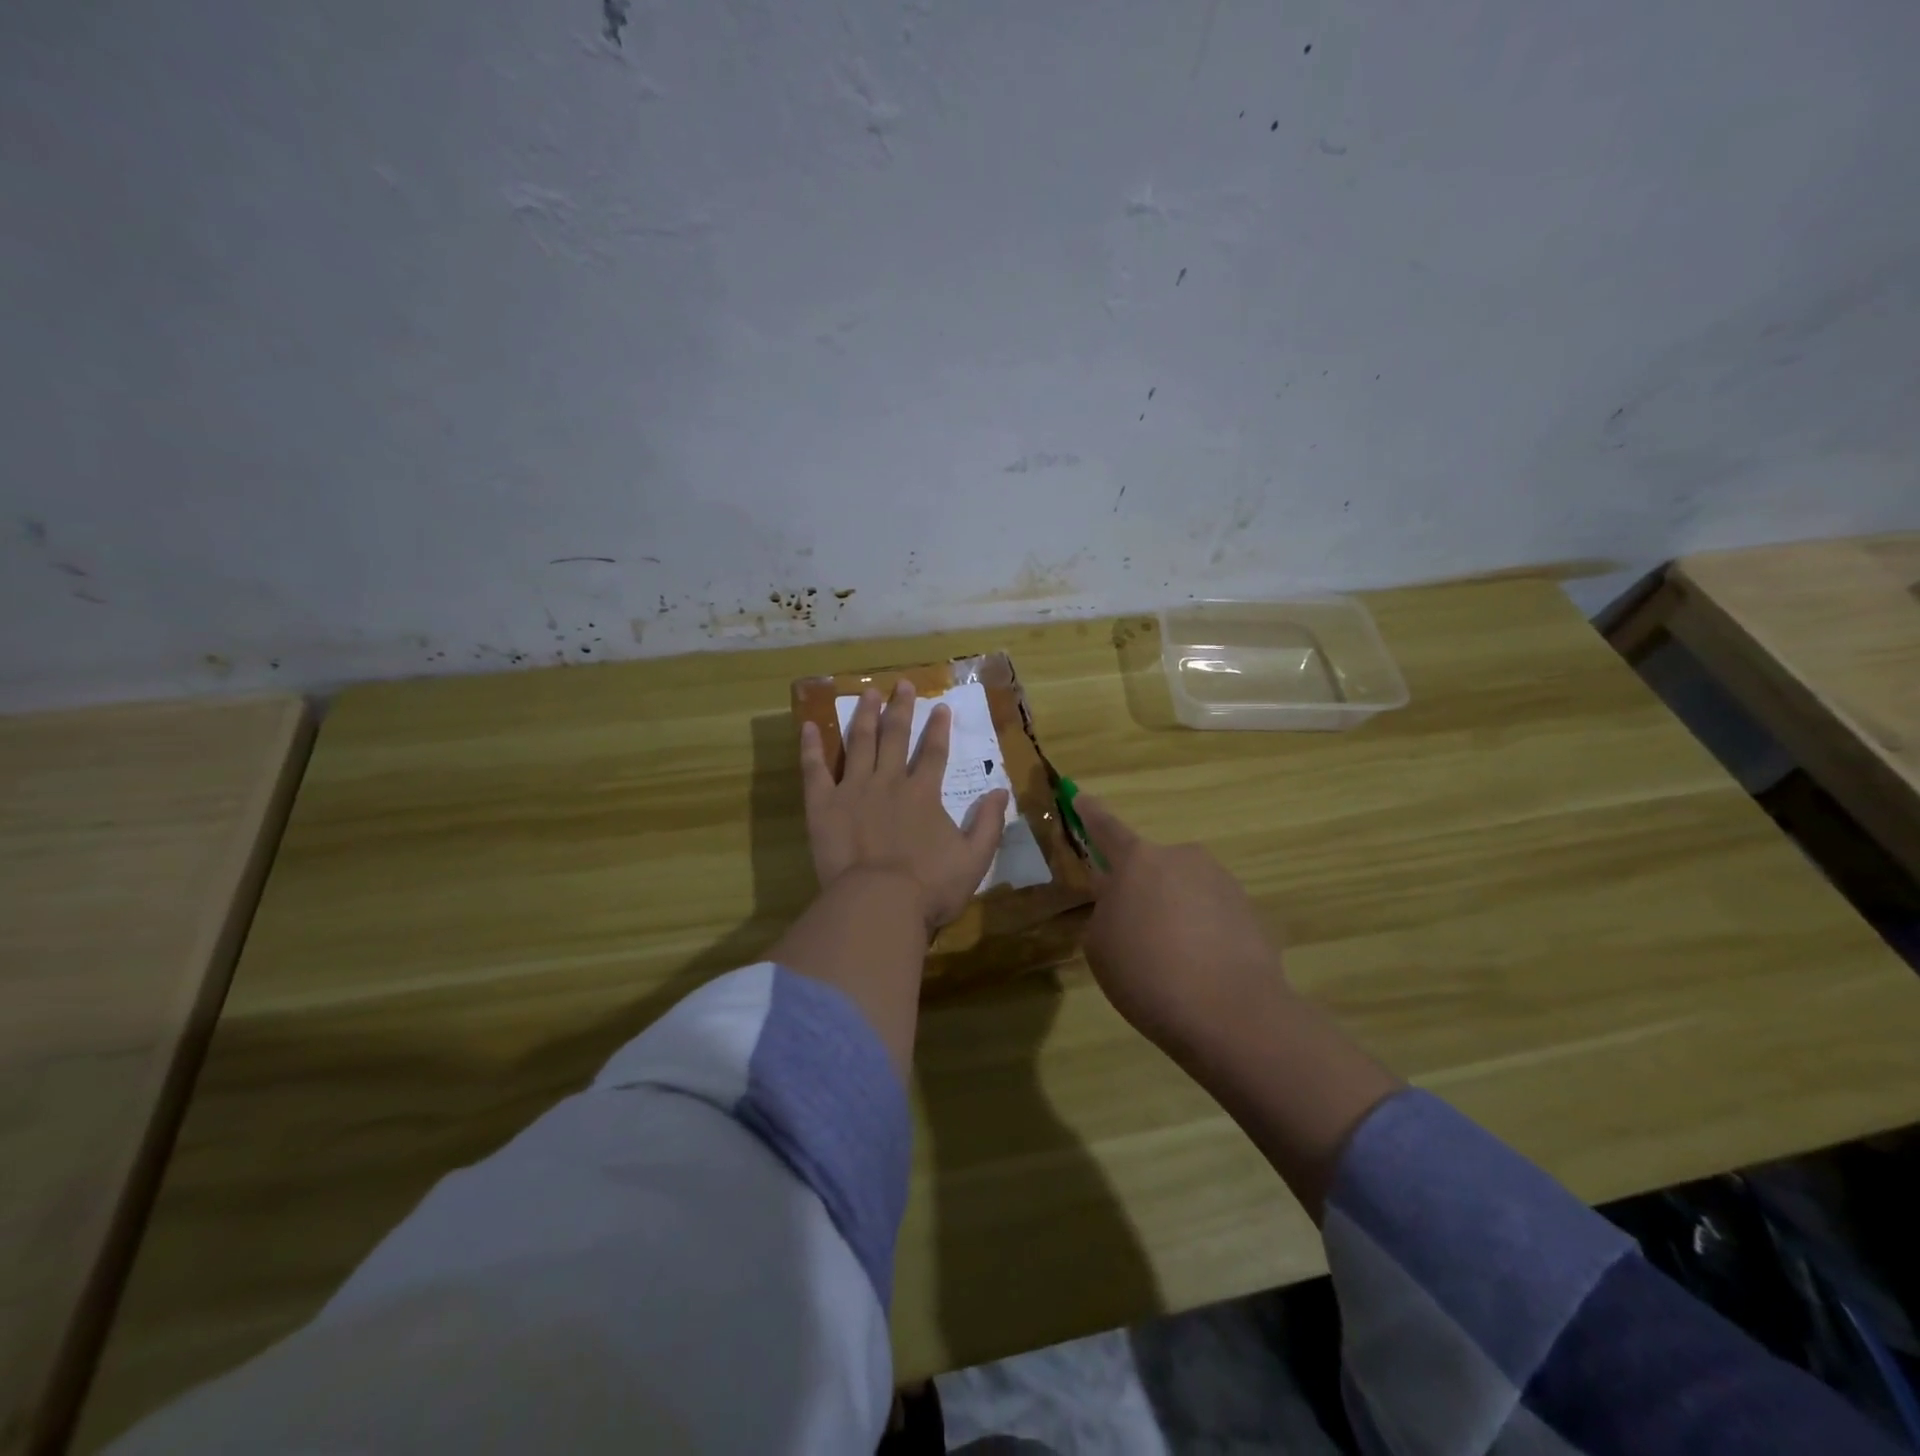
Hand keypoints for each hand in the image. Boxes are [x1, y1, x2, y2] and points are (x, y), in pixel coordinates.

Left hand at [799, 681, 1008, 930]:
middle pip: (896, 737)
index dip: (938, 729)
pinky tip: (809, 725)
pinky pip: (815, 770)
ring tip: (868, 693)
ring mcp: (853, 790)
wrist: (878, 904)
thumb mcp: (974, 859)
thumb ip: (989, 823)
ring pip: (859, 743)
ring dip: (865, 716)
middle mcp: (889, 782)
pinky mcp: (823, 806)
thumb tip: (1003, 791)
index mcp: (923, 794)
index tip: (941, 707)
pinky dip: (811, 747)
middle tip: (902, 684)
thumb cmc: (929, 887)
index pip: (934, 752)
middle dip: (901, 709)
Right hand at [1077, 795, 1291, 1056]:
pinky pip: (1211, 913)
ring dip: (1172, 913)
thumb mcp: (1100, 946)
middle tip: (1134, 934)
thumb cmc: (1148, 975)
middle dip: (1140, 890)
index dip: (1089, 813)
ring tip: (1171, 963)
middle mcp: (1181, 858)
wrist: (1233, 1014)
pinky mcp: (1249, 909)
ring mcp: (1220, 881)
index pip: (1105, 828)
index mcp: (1137, 861)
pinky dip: (1200, 932)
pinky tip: (1200, 970)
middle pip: (1150, 867)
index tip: (1080, 796)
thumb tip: (1122, 904)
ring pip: (1182, 890)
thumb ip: (1105, 912)